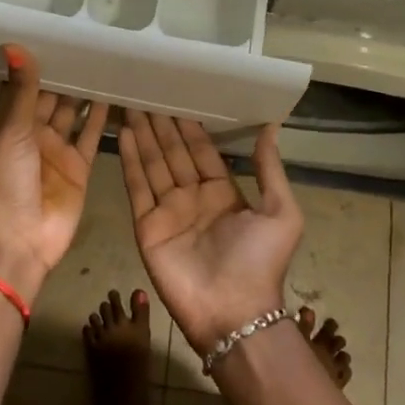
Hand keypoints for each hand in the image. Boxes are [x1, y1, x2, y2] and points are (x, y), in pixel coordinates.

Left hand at [0, 45, 109, 305]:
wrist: (19, 240)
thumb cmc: (7, 181)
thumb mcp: (11, 130)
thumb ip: (22, 89)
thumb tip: (12, 44)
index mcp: (8, 124)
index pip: (24, 86)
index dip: (37, 63)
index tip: (55, 33)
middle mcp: (32, 133)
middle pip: (51, 98)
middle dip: (66, 75)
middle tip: (89, 42)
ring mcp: (57, 151)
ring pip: (73, 114)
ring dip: (85, 93)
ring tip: (106, 62)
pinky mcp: (79, 167)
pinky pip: (91, 136)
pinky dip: (101, 118)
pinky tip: (116, 95)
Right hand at [118, 111, 303, 355]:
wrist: (233, 311)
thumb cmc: (260, 262)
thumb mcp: (280, 212)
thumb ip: (269, 169)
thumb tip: (272, 126)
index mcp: (223, 193)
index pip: (202, 151)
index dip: (190, 127)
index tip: (178, 98)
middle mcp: (193, 197)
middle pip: (173, 153)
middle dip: (162, 124)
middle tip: (148, 93)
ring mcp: (168, 210)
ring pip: (153, 164)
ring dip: (143, 135)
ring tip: (131, 105)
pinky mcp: (147, 225)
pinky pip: (138, 186)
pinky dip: (130, 160)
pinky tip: (124, 134)